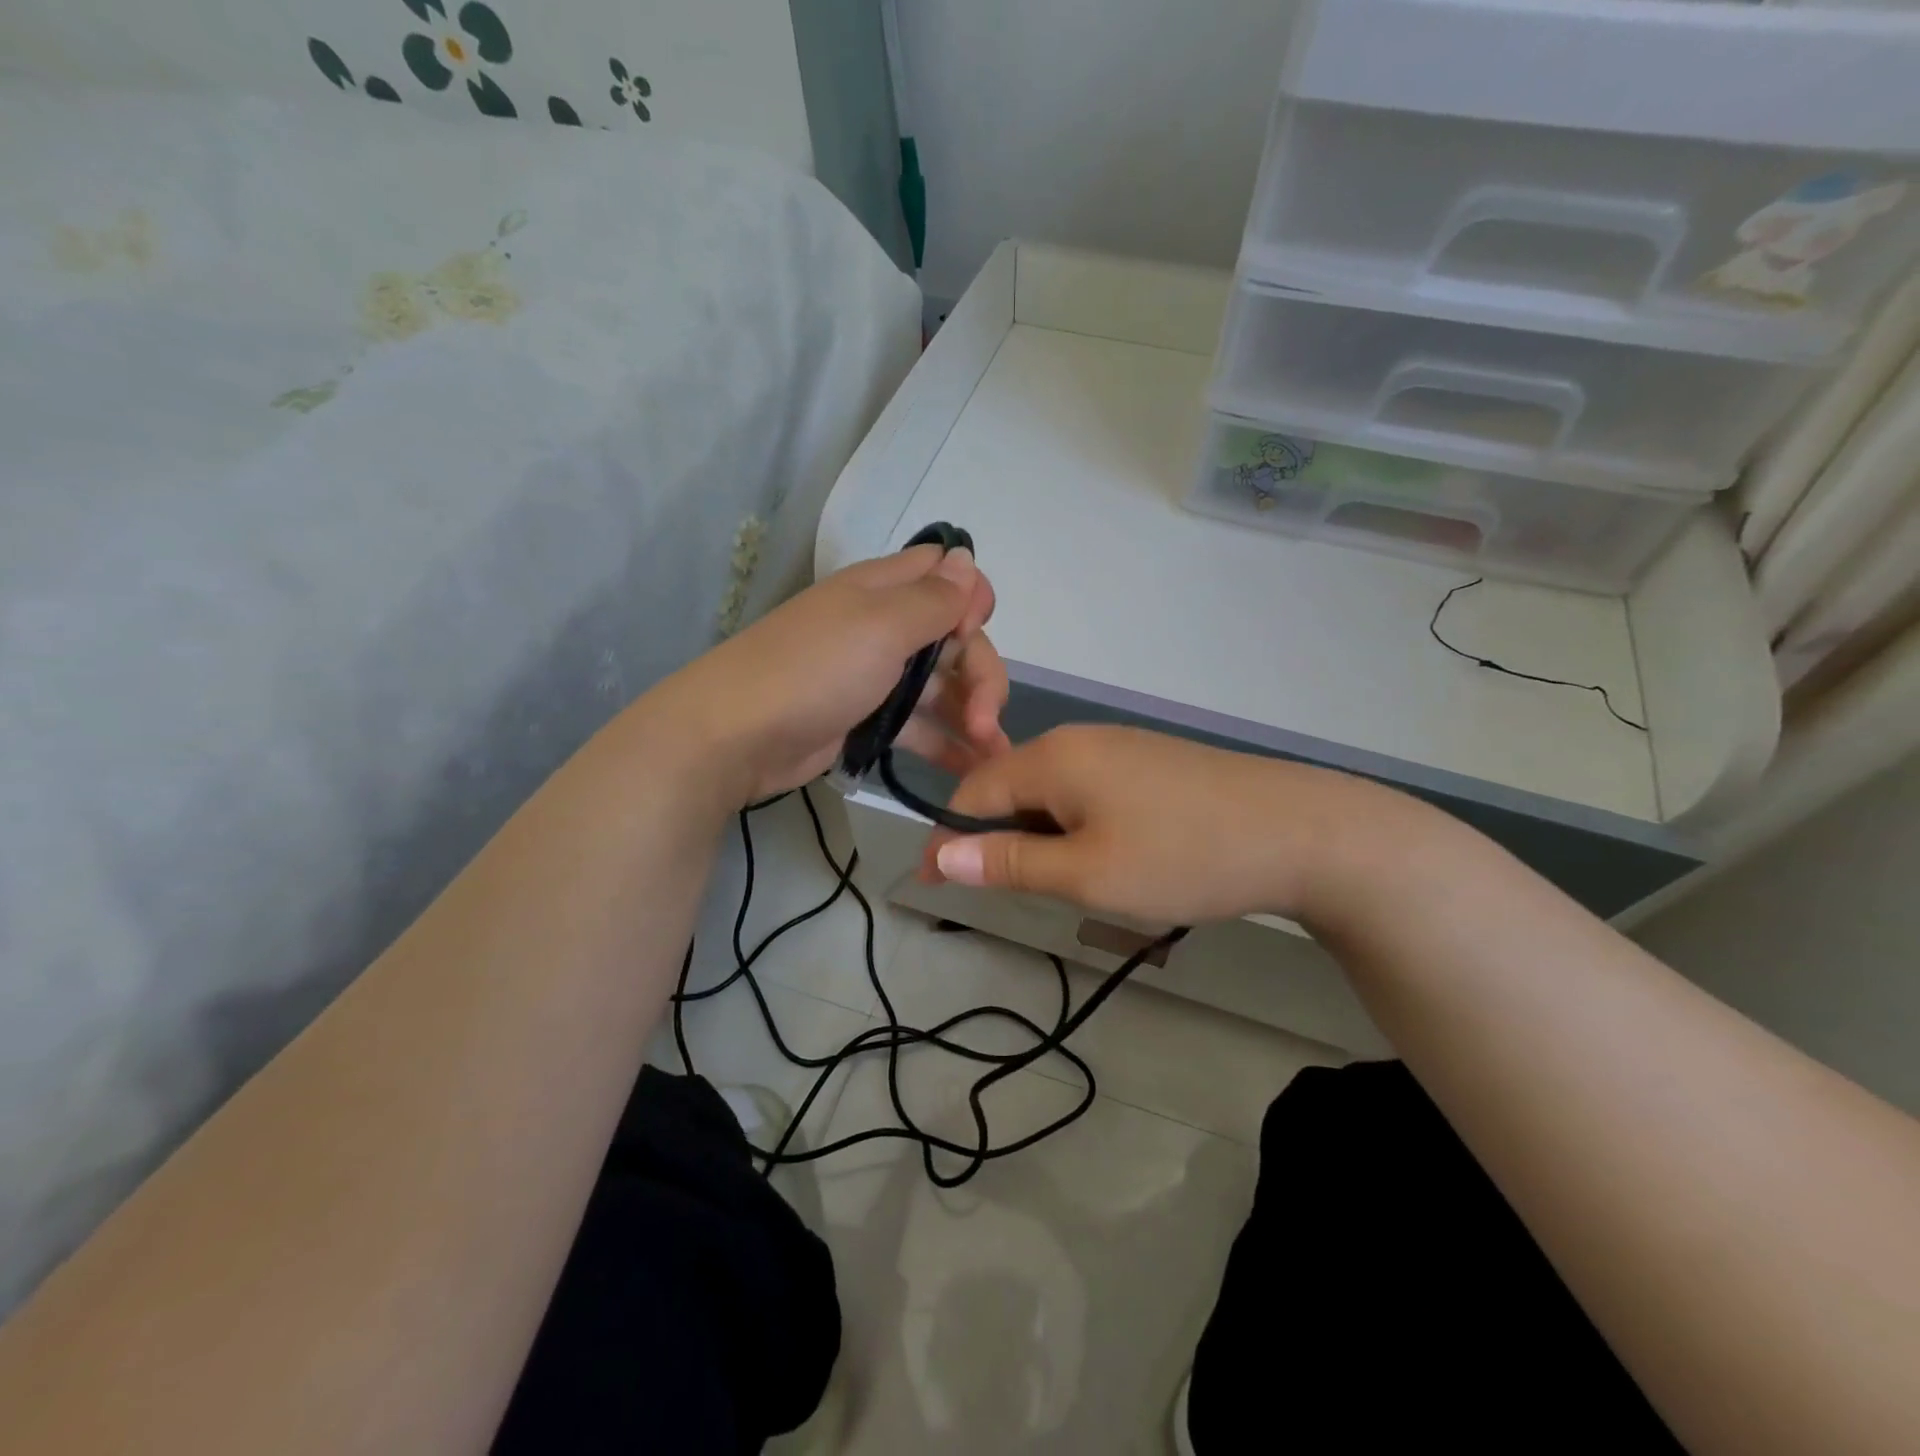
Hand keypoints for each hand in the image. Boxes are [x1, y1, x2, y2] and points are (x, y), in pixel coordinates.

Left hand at [664, 544, 1011, 803]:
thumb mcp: (881, 626)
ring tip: (992, 755)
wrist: (735, 736)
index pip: (944, 575)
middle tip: (987, 721)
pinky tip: (971, 769)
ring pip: (940, 686)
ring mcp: (873, 675)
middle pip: (953, 639)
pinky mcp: (866, 718)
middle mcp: (882, 626)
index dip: (971, 600)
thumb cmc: (815, 670)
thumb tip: (966, 558)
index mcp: (883, 591)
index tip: (971, 634)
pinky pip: (918, 725)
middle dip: (981, 674)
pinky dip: (945, 744)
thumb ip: (932, 598)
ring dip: (972, 715)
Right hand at [920, 725, 1398, 926]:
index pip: (972, 794)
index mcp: (1052, 757)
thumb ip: (1009, 862)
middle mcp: (1078, 740)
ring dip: (1038, 836)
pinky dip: (1075, 825)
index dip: (948, 841)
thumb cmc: (1182, 855)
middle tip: (1007, 895)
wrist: (1299, 831)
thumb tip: (940, 856)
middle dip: (996, 839)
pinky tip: (1103, 856)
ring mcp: (1118, 746)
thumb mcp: (1087, 873)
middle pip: (1010, 787)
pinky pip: (1087, 791)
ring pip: (1051, 791)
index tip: (935, 888)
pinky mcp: (1149, 762)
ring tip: (1060, 883)